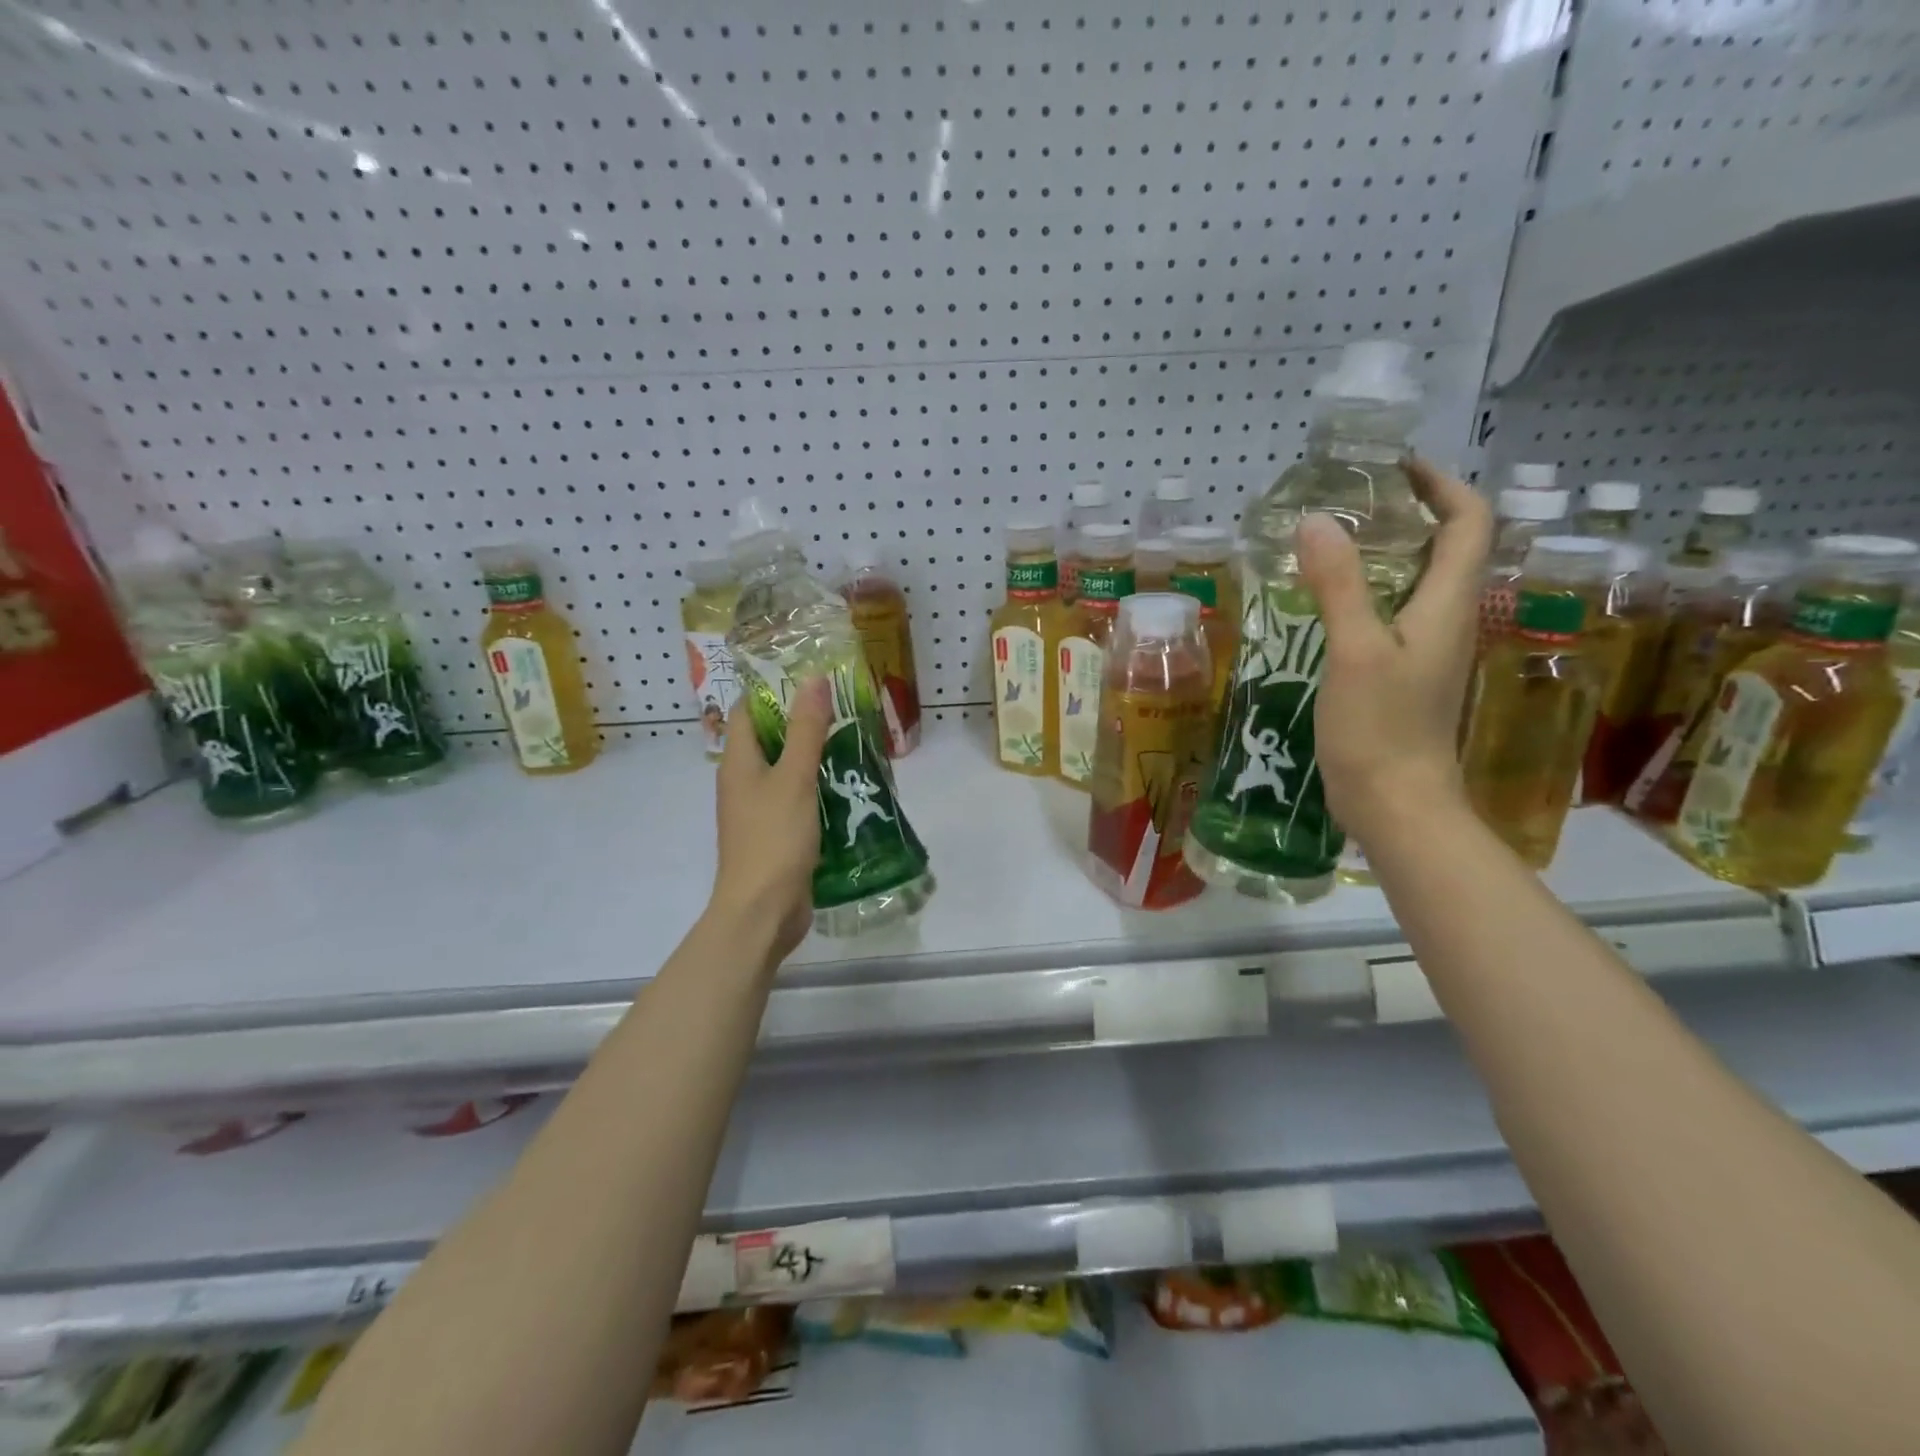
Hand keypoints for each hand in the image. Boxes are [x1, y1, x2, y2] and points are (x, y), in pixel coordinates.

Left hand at [710, 680, 831, 965]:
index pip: (746, 710)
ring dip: (813, 755)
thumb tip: (814, 679)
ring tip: (852, 739)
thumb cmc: (773, 838)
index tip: (810, 676)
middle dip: (801, 721)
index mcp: (738, 762)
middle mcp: (743, 781)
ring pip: (786, 770)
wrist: (762, 911)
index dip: (772, 689)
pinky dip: (817, 787)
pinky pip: (796, 798)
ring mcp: (759, 810)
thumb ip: (806, 730)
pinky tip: (847, 786)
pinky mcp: (777, 834)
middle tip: (842, 706)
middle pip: (768, 738)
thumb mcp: (794, 778)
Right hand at [1297, 456, 1492, 846]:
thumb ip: (1338, 585)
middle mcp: (1446, 620)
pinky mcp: (1402, 675)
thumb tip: (1316, 520)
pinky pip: (1392, 615)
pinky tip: (1323, 603)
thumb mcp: (1354, 651)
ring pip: (1416, 582)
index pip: (1469, 523)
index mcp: (1448, 605)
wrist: (1396, 804)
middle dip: (1408, 513)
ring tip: (1329, 543)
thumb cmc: (1381, 729)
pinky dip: (1366, 593)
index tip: (1394, 468)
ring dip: (1383, 554)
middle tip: (1348, 502)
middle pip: (1446, 547)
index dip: (1442, 485)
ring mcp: (1425, 651)